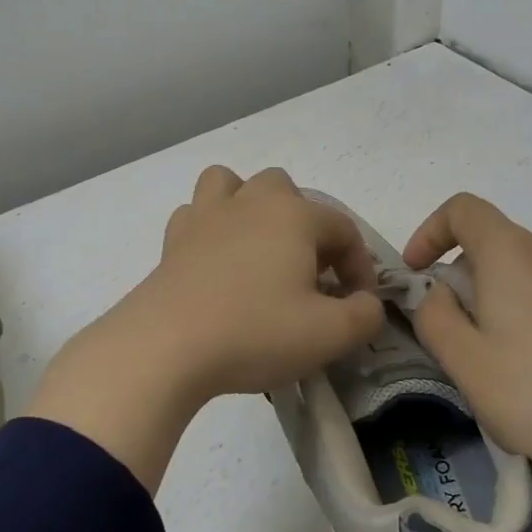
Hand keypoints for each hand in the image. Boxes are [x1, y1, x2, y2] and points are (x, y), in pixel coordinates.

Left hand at [28, 166, 383, 488]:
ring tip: (259, 249)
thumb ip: (365, 315)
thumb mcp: (329, 334)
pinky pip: (196, 214)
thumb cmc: (255, 333)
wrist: (166, 347)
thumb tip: (366, 304)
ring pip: (232, 184)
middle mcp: (250, 202)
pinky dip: (211, 228)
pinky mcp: (173, 240)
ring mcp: (205, 216)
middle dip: (306, 227)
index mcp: (294, 216)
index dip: (359, 266)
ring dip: (251, 207)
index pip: (343, 228)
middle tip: (309, 274)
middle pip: (287, 191)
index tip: (357, 305)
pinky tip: (216, 262)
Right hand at [404, 192, 531, 474]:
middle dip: (462, 279)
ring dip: (497, 298)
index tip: (417, 274)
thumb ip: (433, 315)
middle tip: (457, 339)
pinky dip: (530, 311)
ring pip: (523, 270)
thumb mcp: (463, 360)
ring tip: (499, 360)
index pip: (463, 209)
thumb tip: (441, 293)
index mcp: (513, 252)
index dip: (430, 232)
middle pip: (493, 243)